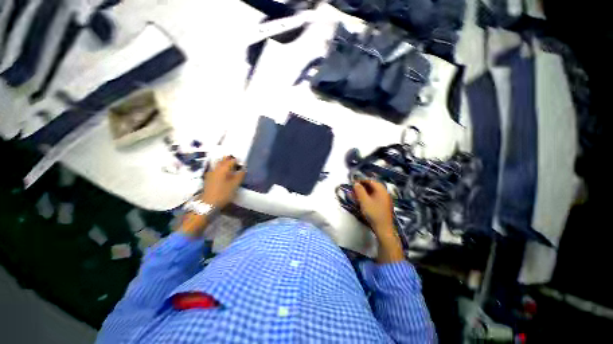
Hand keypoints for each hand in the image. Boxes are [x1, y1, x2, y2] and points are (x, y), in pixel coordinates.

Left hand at [200, 156, 245, 208]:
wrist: (208, 204)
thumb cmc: (223, 193)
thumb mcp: (235, 185)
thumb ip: (240, 176)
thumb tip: (243, 170)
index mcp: (223, 169)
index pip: (232, 161)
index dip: (238, 161)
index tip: (243, 163)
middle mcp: (216, 169)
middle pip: (223, 161)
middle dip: (230, 160)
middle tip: (236, 163)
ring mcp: (210, 173)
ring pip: (218, 165)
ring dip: (224, 164)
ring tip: (231, 167)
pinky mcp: (208, 179)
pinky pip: (215, 170)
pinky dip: (220, 169)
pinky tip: (223, 174)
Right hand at [353, 180, 394, 235]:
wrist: (383, 228)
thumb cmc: (373, 213)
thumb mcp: (364, 201)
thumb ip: (359, 190)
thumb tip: (355, 183)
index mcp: (381, 190)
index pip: (370, 180)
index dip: (361, 180)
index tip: (353, 182)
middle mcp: (384, 192)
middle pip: (371, 186)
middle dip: (361, 186)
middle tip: (353, 189)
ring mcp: (384, 199)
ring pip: (372, 192)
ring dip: (363, 192)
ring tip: (354, 195)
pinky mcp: (382, 205)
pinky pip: (373, 197)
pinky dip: (366, 197)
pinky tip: (360, 200)